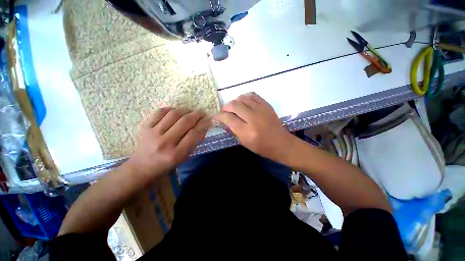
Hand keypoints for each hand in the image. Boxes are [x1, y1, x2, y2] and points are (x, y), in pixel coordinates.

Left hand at [124, 108, 210, 181]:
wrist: (141, 167)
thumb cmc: (166, 165)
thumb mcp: (184, 158)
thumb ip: (194, 143)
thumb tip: (203, 127)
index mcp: (176, 154)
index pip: (194, 134)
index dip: (204, 124)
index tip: (209, 119)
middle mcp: (165, 143)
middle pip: (185, 122)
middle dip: (197, 115)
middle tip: (202, 113)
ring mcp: (153, 133)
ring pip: (174, 114)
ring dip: (186, 110)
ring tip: (190, 111)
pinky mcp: (145, 127)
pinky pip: (161, 112)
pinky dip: (171, 109)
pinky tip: (177, 112)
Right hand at [214, 93, 294, 162]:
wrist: (280, 142)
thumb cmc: (261, 146)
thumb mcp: (243, 142)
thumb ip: (232, 130)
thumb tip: (223, 121)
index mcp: (247, 131)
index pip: (228, 118)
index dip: (219, 116)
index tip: (216, 116)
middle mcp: (253, 118)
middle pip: (234, 105)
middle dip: (226, 107)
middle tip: (226, 112)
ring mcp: (261, 109)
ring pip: (242, 98)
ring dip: (235, 101)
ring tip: (235, 108)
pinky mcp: (266, 105)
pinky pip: (252, 95)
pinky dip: (245, 97)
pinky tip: (244, 102)